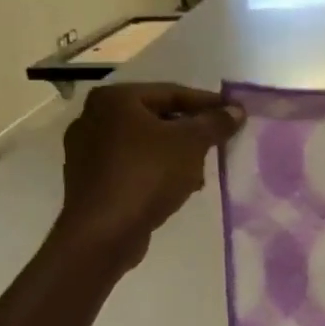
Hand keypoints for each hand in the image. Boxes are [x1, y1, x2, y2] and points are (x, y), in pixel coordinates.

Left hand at [47, 83, 244, 268]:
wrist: (103, 233)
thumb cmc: (147, 174)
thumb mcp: (191, 143)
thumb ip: (216, 123)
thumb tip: (236, 110)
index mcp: (115, 99)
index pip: (172, 92)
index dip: (208, 103)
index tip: (234, 114)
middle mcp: (94, 117)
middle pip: (157, 117)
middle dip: (191, 131)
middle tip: (219, 142)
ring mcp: (88, 150)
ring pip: (145, 144)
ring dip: (176, 154)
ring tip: (202, 170)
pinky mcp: (90, 180)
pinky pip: (133, 166)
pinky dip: (157, 170)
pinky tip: (180, 187)